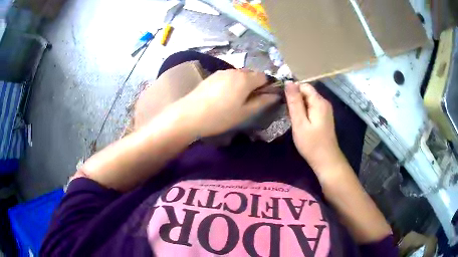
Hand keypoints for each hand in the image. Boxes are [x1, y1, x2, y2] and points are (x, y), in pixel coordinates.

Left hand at [177, 69, 279, 136]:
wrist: (189, 115)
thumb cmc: (220, 116)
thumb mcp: (244, 112)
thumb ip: (262, 102)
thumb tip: (275, 95)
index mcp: (245, 79)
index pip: (264, 76)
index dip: (266, 86)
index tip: (263, 98)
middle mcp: (234, 71)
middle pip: (251, 74)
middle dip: (255, 84)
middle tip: (249, 101)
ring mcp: (221, 72)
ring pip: (239, 75)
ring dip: (243, 84)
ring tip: (235, 100)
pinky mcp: (211, 76)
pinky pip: (228, 77)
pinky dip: (231, 84)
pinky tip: (223, 96)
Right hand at [285, 82, 344, 171]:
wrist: (326, 160)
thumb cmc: (311, 143)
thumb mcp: (300, 122)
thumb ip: (294, 102)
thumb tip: (288, 82)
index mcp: (319, 101)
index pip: (303, 86)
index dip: (292, 91)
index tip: (284, 103)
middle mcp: (324, 102)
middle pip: (306, 92)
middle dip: (295, 99)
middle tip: (288, 114)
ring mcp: (325, 110)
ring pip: (308, 100)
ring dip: (299, 106)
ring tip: (292, 119)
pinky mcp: (324, 117)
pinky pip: (312, 108)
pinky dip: (304, 112)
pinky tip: (300, 123)